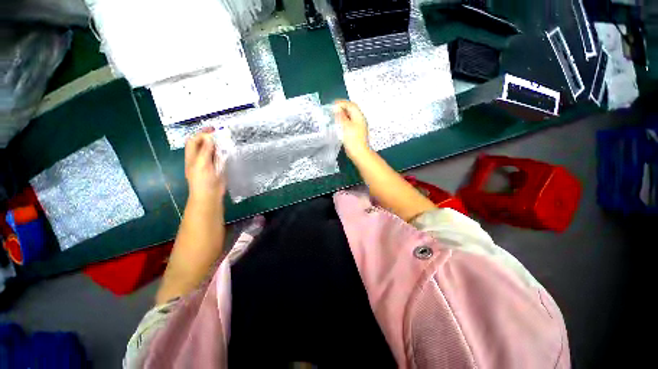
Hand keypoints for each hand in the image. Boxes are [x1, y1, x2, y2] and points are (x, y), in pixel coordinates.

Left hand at [184, 127, 225, 204]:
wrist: (209, 195)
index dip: (201, 134)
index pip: (194, 141)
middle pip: (203, 144)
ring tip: (227, 141)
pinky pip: (220, 158)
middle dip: (211, 138)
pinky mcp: (218, 168)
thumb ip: (205, 150)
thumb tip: (208, 137)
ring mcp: (209, 163)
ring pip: (213, 151)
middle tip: (222, 134)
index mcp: (192, 157)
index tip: (212, 130)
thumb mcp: (202, 164)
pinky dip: (224, 153)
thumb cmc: (202, 180)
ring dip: (219, 145)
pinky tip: (229, 151)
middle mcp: (200, 158)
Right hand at [334, 100, 370, 158]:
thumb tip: (336, 108)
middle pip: (351, 110)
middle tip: (332, 111)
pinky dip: (343, 122)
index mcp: (359, 116)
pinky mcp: (356, 132)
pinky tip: (338, 125)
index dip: (341, 103)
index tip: (332, 106)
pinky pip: (349, 123)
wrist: (359, 153)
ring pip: (350, 117)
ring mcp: (358, 126)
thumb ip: (341, 116)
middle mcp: (360, 119)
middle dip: (341, 109)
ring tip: (334, 117)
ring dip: (342, 115)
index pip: (350, 104)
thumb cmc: (353, 140)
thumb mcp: (345, 126)